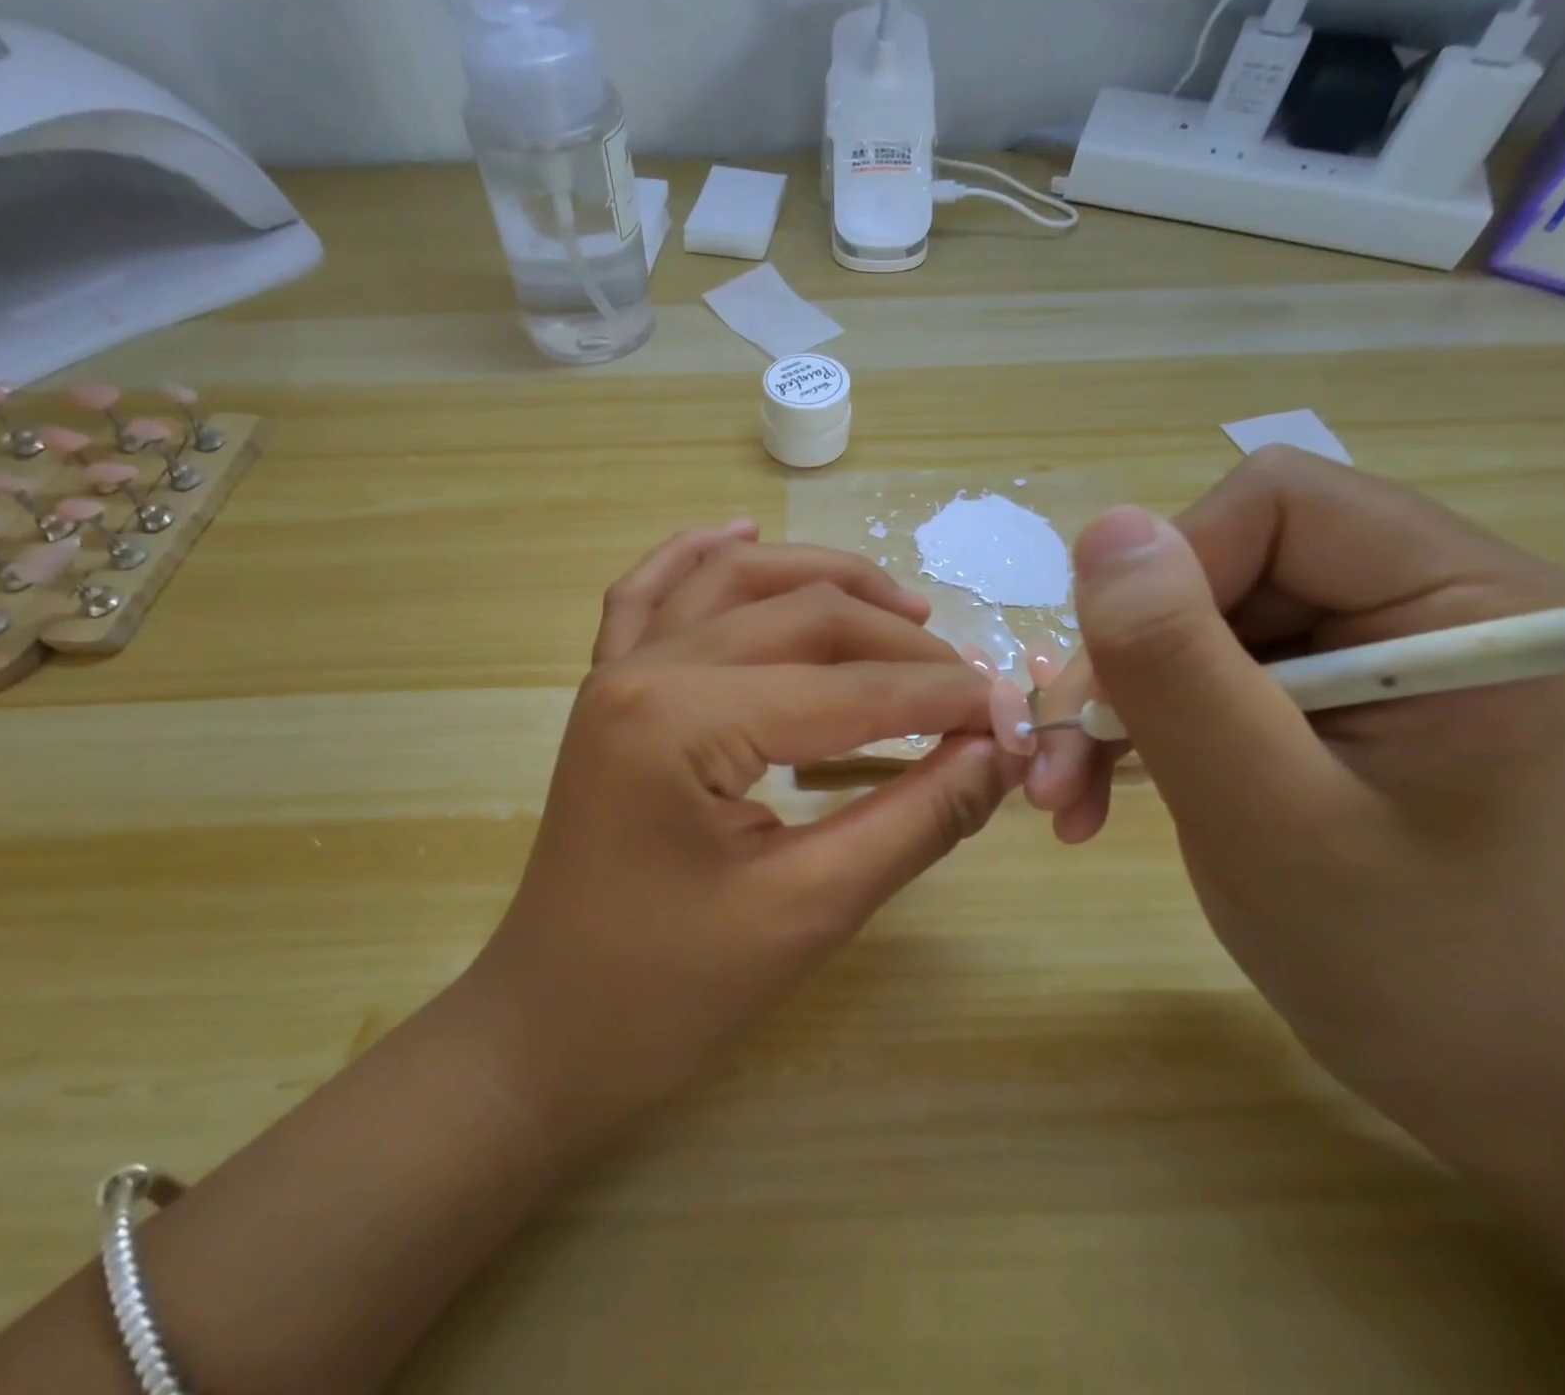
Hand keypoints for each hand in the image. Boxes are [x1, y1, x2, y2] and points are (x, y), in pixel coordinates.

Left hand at [467, 526, 1023, 1134]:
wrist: (547, 1032)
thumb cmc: (668, 994)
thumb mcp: (809, 911)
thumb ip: (915, 820)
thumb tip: (1001, 753)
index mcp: (681, 720)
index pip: (849, 688)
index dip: (945, 699)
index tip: (1017, 715)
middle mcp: (642, 669)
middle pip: (799, 615)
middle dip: (899, 642)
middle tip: (970, 683)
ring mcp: (614, 673)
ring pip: (733, 582)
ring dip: (821, 579)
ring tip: (902, 606)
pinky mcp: (605, 692)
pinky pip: (649, 597)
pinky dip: (699, 557)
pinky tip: (741, 533)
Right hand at [1028, 448, 1564, 1106]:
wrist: (1445, 1056)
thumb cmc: (1384, 957)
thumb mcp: (1261, 814)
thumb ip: (1180, 670)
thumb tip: (1104, 531)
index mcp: (1474, 605)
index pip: (1279, 506)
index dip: (1166, 579)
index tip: (1110, 691)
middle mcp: (1432, 599)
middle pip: (1221, 562)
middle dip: (1126, 661)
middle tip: (1060, 761)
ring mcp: (1373, 643)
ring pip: (1188, 617)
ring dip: (1113, 702)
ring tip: (1064, 791)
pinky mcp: (1324, 685)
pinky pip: (1195, 664)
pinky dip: (1134, 722)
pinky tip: (1095, 788)